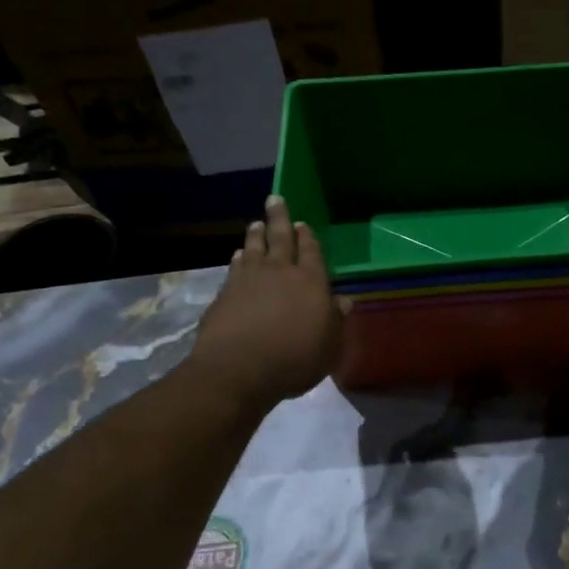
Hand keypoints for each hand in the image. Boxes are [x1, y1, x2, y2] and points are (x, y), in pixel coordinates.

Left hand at [188, 195, 347, 411]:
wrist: (239, 369)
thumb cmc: (295, 359)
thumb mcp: (329, 346)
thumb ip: (335, 321)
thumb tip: (343, 301)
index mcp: (311, 281)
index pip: (311, 251)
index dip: (307, 237)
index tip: (303, 223)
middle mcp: (279, 272)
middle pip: (280, 238)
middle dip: (279, 218)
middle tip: (275, 199)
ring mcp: (248, 280)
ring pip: (253, 248)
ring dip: (256, 235)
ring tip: (256, 224)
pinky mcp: (224, 294)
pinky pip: (234, 267)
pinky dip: (238, 259)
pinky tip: (237, 257)